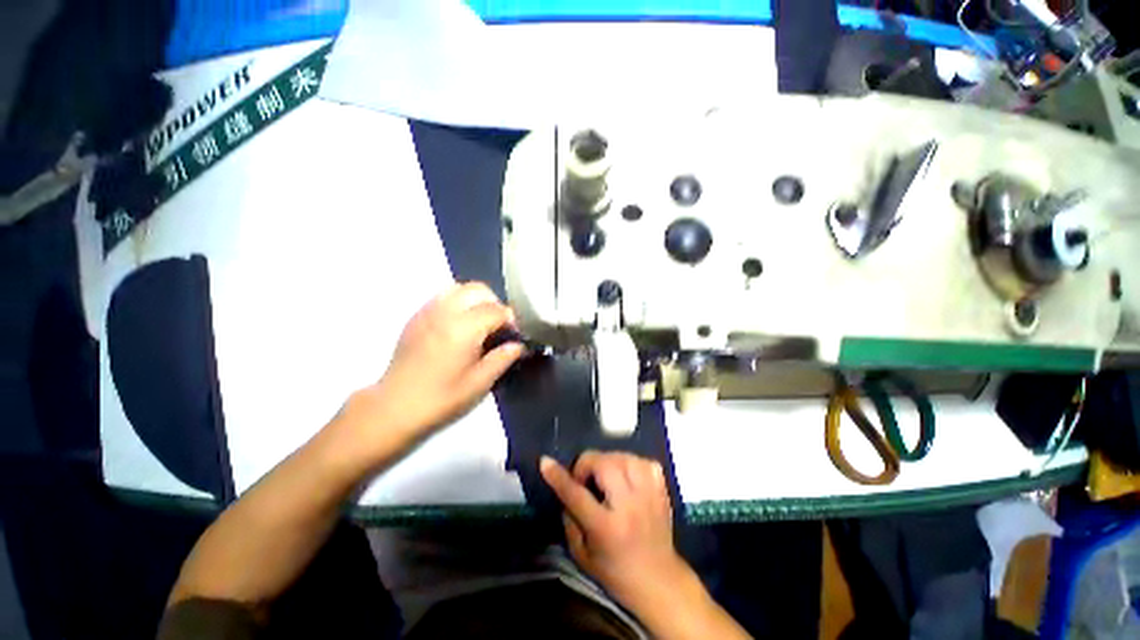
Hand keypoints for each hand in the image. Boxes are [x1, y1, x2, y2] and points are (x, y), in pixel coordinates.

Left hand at [347, 282, 523, 446]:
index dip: (511, 320)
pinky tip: (460, 325)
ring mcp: (427, 312)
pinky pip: (442, 296)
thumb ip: (503, 358)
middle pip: (478, 290)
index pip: (496, 310)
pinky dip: (459, 302)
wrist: (394, 408)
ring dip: (476, 300)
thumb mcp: (479, 383)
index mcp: (463, 329)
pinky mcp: (416, 317)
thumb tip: (519, 345)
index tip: (515, 335)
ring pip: (459, 288)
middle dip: (495, 303)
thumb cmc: (441, 399)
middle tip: (500, 327)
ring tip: (481, 323)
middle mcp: (445, 312)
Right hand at [540, 452, 689, 607]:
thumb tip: (565, 487)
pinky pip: (645, 462)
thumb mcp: (582, 555)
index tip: (545, 462)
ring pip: (625, 457)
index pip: (577, 494)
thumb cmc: (615, 572)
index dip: (558, 476)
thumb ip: (570, 519)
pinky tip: (626, 474)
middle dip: (587, 464)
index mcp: (606, 528)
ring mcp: (649, 496)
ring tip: (605, 474)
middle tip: (584, 478)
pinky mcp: (661, 491)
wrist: (659, 581)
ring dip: (609, 460)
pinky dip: (632, 462)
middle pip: (605, 465)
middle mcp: (629, 507)